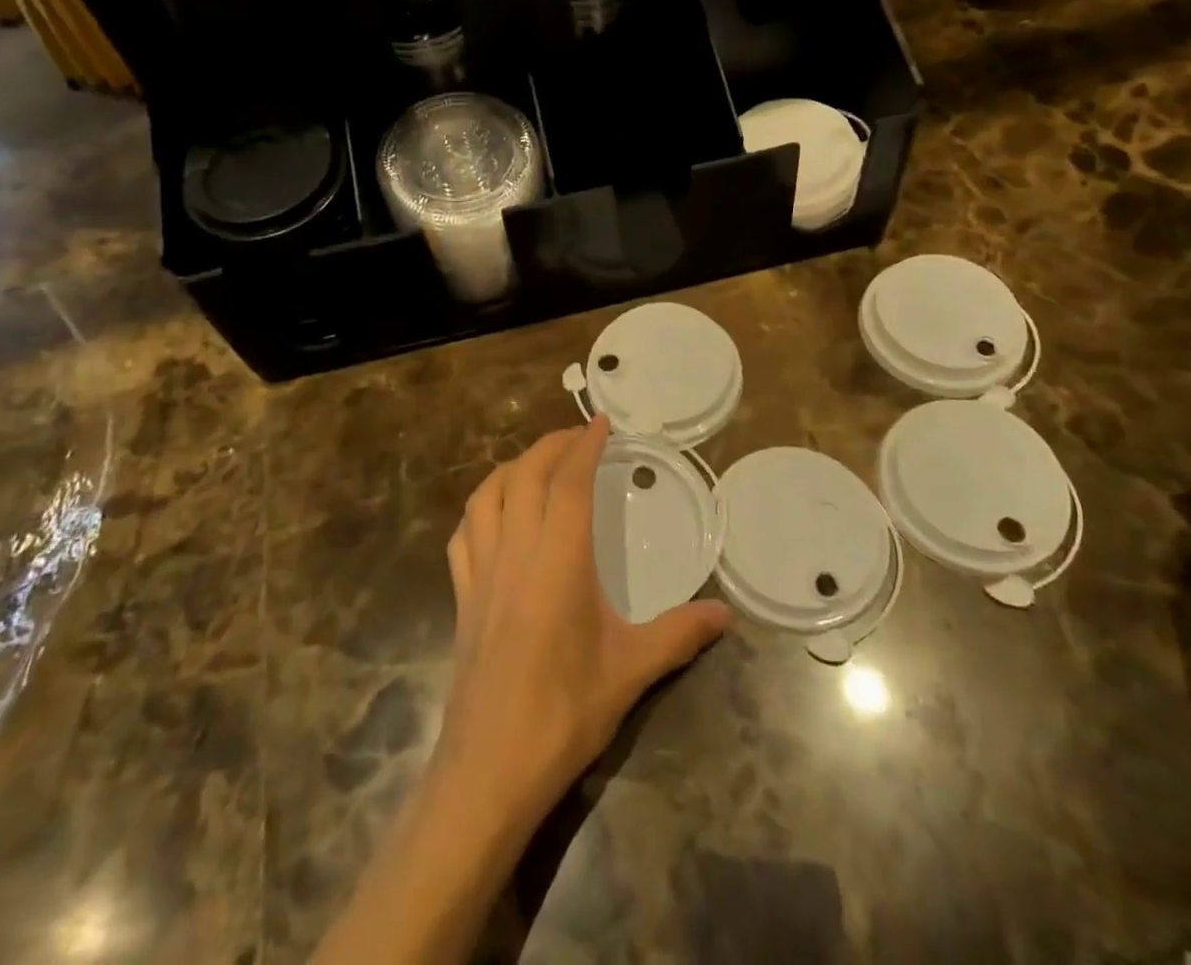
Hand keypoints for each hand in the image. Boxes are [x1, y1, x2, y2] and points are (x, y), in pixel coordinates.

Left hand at [433, 417, 732, 828]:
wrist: (490, 768)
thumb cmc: (564, 712)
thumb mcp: (631, 671)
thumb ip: (679, 634)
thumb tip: (728, 614)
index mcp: (558, 560)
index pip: (568, 482)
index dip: (583, 445)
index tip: (600, 422)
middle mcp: (515, 551)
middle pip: (525, 476)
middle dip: (551, 445)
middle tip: (578, 436)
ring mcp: (481, 572)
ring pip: (487, 496)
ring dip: (512, 468)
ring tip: (537, 464)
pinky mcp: (462, 596)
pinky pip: (464, 534)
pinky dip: (480, 509)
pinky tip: (494, 516)